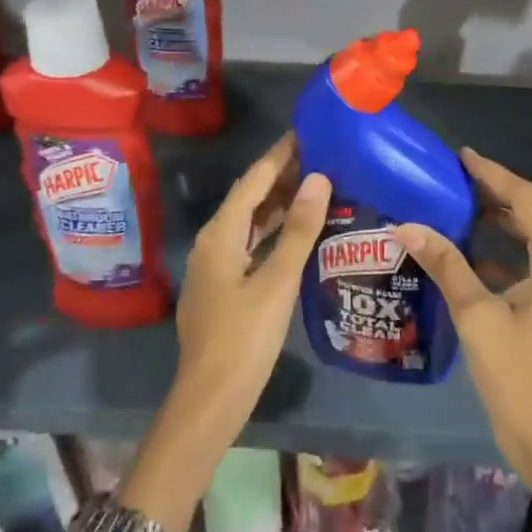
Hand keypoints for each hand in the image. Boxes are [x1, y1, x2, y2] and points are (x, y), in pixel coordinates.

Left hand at [169, 133, 330, 447]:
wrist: (210, 400)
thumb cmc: (245, 337)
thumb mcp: (278, 280)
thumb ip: (298, 228)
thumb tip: (318, 179)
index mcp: (221, 234)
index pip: (253, 180)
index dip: (279, 155)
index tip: (307, 131)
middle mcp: (213, 242)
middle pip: (249, 198)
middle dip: (282, 176)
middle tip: (321, 156)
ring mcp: (216, 266)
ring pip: (250, 222)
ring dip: (279, 204)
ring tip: (316, 186)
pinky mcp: (224, 286)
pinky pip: (251, 244)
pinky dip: (274, 231)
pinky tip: (298, 232)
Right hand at [396, 150, 531, 488]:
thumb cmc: (515, 377)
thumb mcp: (475, 316)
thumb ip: (446, 265)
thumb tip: (407, 226)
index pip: (530, 202)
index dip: (496, 175)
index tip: (463, 157)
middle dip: (500, 191)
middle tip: (459, 177)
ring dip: (505, 218)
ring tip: (464, 203)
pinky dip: (509, 248)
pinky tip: (475, 251)